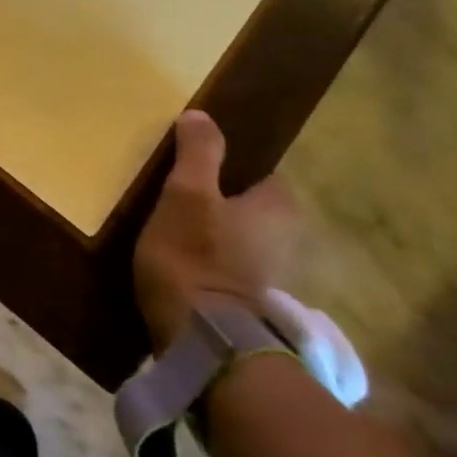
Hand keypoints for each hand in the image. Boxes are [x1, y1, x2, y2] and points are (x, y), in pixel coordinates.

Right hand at [132, 111, 301, 351]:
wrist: (201, 341)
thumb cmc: (195, 256)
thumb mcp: (187, 193)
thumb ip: (198, 152)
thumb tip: (201, 115)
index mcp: (280, 209)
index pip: (265, 174)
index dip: (234, 165)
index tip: (199, 164)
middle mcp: (287, 241)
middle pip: (251, 207)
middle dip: (221, 200)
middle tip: (177, 192)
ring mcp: (269, 277)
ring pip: (239, 238)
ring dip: (212, 233)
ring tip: (170, 225)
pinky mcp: (247, 305)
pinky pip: (226, 267)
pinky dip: (207, 261)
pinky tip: (176, 261)